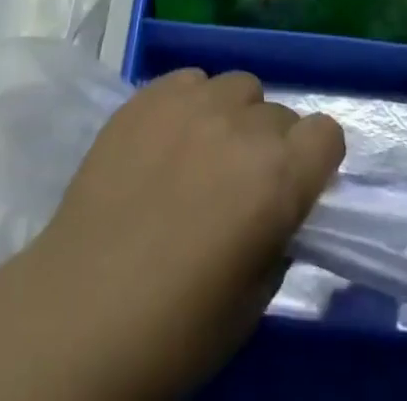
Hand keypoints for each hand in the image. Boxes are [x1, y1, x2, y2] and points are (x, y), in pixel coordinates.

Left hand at [24, 68, 345, 400]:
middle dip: (272, 145)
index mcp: (278, 178)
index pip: (327, 133)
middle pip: (280, 113)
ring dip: (234, 116)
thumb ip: (278, 234)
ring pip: (237, 86)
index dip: (317, 161)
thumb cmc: (175, 327)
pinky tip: (168, 139)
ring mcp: (192, 101)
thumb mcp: (253, 299)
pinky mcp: (148, 93)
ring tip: (204, 152)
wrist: (79, 310)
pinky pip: (191, 79)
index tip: (298, 186)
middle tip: (241, 184)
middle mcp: (242, 125)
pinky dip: (191, 102)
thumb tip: (279, 206)